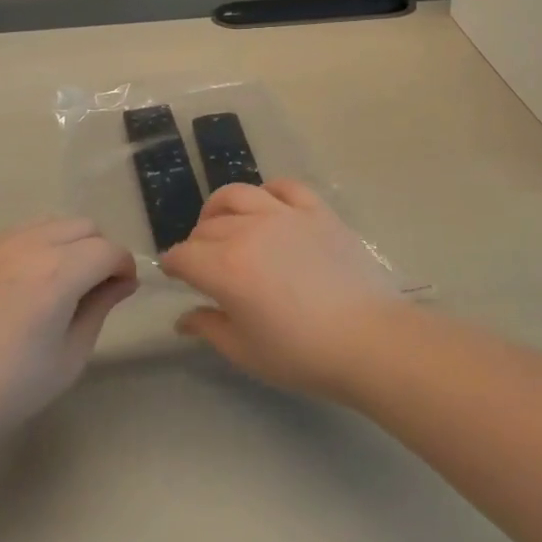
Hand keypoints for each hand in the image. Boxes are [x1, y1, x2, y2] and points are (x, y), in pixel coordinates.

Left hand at [0, 218, 138, 436]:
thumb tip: (120, 282)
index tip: (122, 290)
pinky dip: (30, 248)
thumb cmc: (11, 386)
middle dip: (98, 249)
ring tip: (56, 280)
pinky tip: (18, 285)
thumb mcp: (70, 356)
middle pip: (82, 226)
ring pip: (48, 223)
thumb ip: (99, 308)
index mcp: (58, 273)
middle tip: (92, 285)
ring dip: (65, 243)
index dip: (124, 267)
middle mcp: (28, 246)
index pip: (108, 250)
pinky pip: (13, 234)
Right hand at [160, 180, 408, 399]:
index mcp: (226, 268)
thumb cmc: (302, 354)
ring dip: (220, 208)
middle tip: (204, 262)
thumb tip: (183, 317)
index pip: (184, 256)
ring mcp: (284, 215)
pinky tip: (267, 206)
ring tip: (223, 223)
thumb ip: (209, 328)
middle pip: (207, 227)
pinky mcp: (316, 210)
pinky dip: (267, 192)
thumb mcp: (246, 352)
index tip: (175, 274)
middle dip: (196, 243)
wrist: (368, 339)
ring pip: (238, 195)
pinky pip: (284, 186)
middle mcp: (248, 231)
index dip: (173, 265)